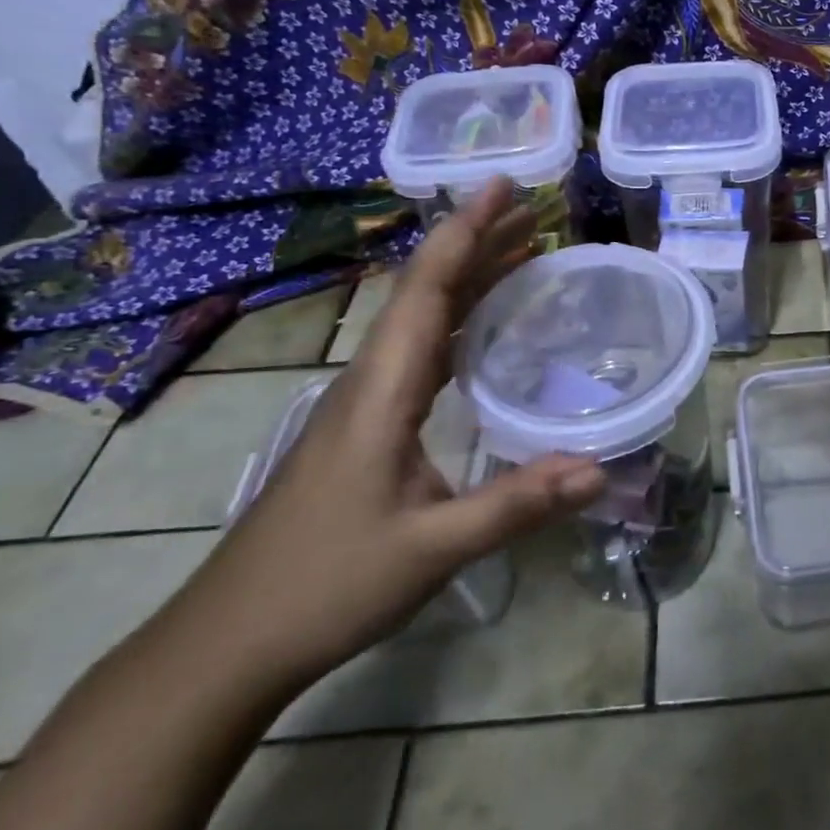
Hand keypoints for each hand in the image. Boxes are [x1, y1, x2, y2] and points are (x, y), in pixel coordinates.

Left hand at [172, 180, 603, 695]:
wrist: (229, 641)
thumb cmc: (324, 586)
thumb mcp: (430, 549)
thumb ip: (515, 506)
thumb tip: (599, 469)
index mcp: (381, 392)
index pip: (426, 292)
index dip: (464, 233)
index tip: (503, 188)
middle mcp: (371, 382)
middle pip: (425, 292)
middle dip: (478, 243)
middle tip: (535, 213)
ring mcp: (365, 404)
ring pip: (422, 319)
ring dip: (470, 279)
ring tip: (522, 254)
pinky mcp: (367, 427)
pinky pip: (421, 352)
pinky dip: (459, 321)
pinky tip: (482, 331)